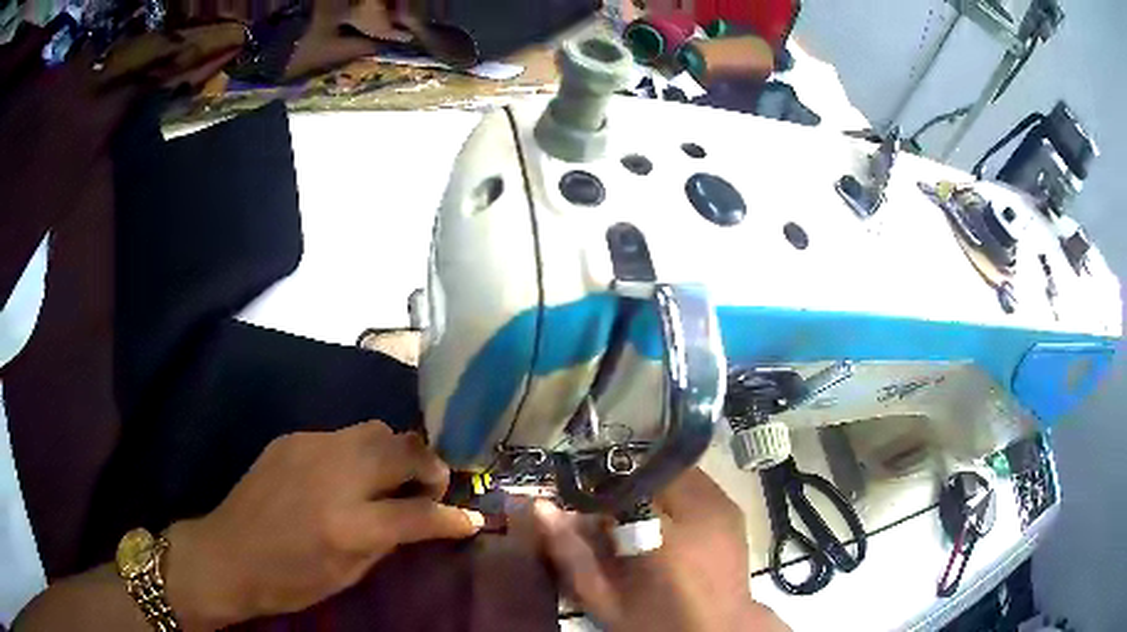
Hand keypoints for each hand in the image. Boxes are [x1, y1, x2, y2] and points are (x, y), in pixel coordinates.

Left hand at [162, 421, 483, 629]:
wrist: (228, 554)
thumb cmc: (290, 581)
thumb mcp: (348, 575)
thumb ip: (388, 540)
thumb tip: (419, 518)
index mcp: (349, 525)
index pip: (420, 512)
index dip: (453, 517)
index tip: (470, 518)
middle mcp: (334, 476)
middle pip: (403, 448)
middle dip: (430, 465)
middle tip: (432, 486)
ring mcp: (310, 448)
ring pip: (375, 430)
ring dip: (396, 451)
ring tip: (392, 476)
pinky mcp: (292, 438)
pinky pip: (341, 436)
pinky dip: (358, 453)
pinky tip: (346, 475)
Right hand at [535, 468, 789, 631]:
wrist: (718, 630)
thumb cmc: (657, 621)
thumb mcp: (604, 599)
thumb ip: (571, 554)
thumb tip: (539, 507)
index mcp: (666, 535)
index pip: (622, 482)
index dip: (596, 486)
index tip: (580, 502)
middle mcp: (700, 508)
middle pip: (649, 469)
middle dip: (622, 483)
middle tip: (605, 513)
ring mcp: (722, 505)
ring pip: (672, 471)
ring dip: (647, 485)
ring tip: (633, 517)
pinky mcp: (731, 509)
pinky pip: (694, 483)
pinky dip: (671, 492)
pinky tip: (661, 521)